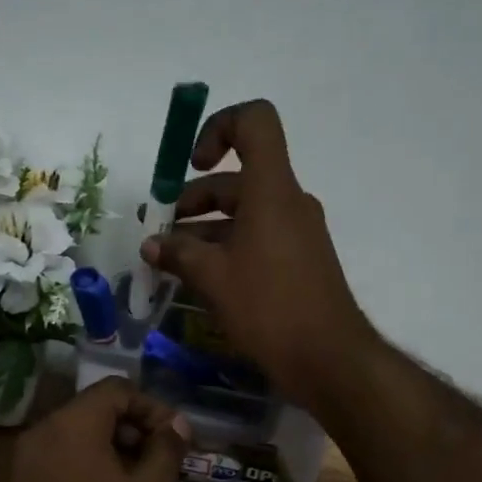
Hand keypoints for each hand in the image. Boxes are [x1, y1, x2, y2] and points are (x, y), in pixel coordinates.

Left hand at [0, 378, 191, 481]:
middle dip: (132, 426)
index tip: (174, 438)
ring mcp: (25, 461)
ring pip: (76, 433)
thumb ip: (166, 448)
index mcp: (70, 425)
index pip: (116, 390)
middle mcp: (40, 432)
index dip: (151, 407)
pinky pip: (60, 457)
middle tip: (162, 458)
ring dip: (112, 445)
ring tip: (142, 479)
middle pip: (94, 408)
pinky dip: (88, 463)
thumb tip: (177, 423)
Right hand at [141, 99, 373, 407]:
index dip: (218, 128)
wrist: (329, 358)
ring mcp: (297, 231)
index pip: (255, 122)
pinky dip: (227, 246)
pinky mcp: (300, 259)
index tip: (193, 165)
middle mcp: (288, 201)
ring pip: (245, 211)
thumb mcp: (212, 278)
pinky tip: (199, 276)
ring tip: (169, 257)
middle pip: (238, 177)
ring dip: (205, 227)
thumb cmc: (269, 307)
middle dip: (193, 197)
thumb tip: (152, 244)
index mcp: (271, 190)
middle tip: (159, 226)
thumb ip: (178, 253)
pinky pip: (258, 236)